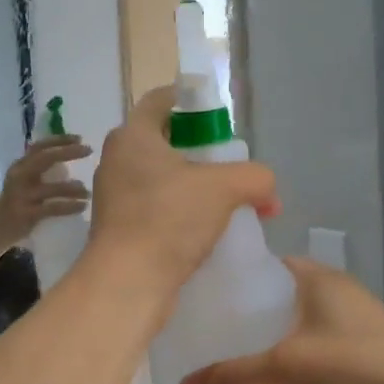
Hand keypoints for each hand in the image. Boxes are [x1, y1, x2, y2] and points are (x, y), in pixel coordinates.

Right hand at [0, 137, 91, 240]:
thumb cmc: (18, 203)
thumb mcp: (26, 181)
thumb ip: (42, 168)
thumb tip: (70, 155)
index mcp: (20, 166)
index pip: (40, 146)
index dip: (59, 140)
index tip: (80, 138)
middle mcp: (19, 176)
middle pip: (45, 159)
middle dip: (68, 152)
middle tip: (88, 150)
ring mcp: (22, 195)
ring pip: (51, 188)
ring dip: (73, 188)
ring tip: (88, 191)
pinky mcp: (26, 214)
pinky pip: (52, 208)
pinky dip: (69, 206)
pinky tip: (82, 206)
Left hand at [87, 86, 278, 295]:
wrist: (129, 283)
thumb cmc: (169, 219)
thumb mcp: (225, 188)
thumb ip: (255, 177)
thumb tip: (268, 190)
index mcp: (132, 136)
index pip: (160, 100)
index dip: (191, 101)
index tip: (218, 116)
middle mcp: (117, 161)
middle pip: (163, 141)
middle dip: (198, 150)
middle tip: (228, 163)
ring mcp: (115, 197)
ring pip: (159, 178)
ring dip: (191, 185)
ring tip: (224, 201)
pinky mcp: (119, 230)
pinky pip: (155, 209)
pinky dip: (179, 213)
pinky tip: (206, 231)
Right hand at [177, 258, 383, 383]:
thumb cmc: (354, 364)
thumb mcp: (285, 366)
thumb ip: (233, 376)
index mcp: (319, 278)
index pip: (269, 264)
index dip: (236, 276)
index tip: (200, 293)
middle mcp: (334, 296)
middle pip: (279, 298)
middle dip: (245, 314)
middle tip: (202, 332)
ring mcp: (348, 331)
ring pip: (294, 330)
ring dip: (266, 342)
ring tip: (221, 358)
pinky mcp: (356, 364)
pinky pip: (310, 357)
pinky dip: (287, 367)